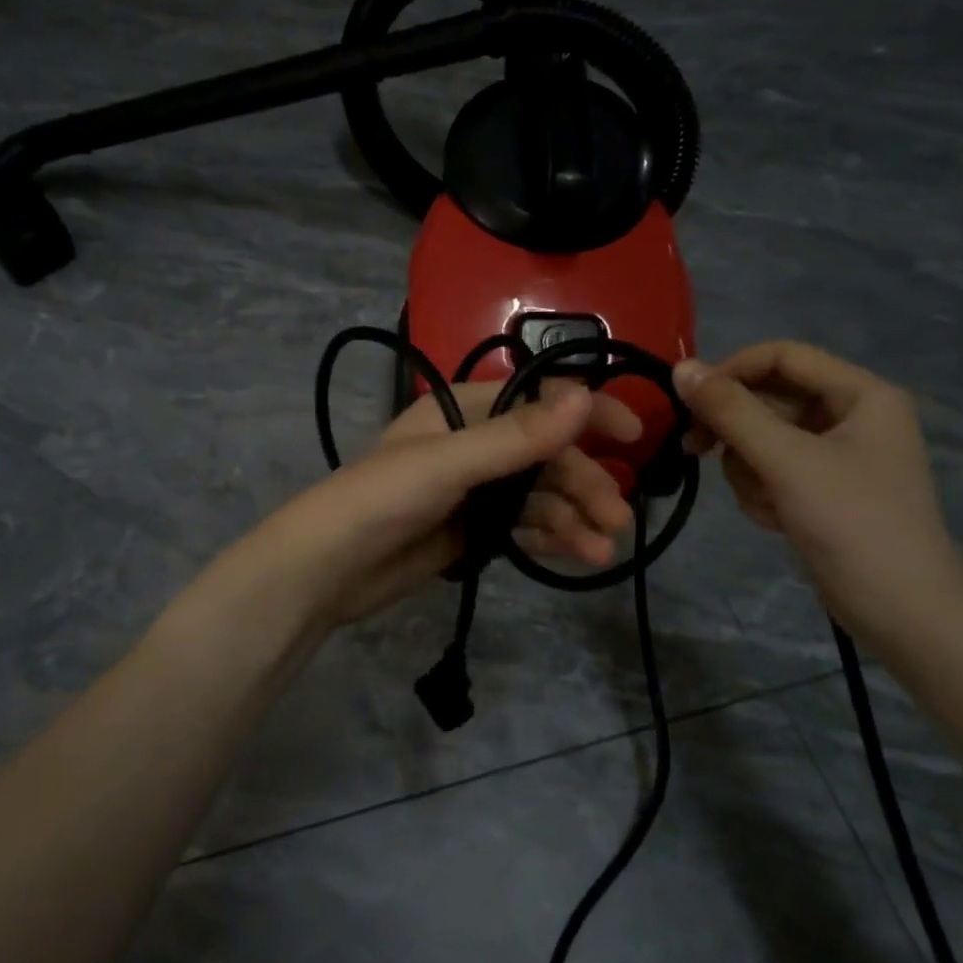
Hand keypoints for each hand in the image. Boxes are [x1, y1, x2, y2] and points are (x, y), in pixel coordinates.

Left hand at [242, 380, 641, 633]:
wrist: (328, 569)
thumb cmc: (382, 498)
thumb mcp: (450, 463)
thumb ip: (517, 436)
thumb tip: (584, 393)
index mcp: (464, 410)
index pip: (538, 400)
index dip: (586, 411)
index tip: (633, 435)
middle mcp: (472, 444)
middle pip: (544, 455)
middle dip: (583, 482)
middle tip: (618, 518)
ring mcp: (472, 490)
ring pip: (538, 494)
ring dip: (573, 517)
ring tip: (602, 550)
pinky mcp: (471, 530)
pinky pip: (522, 525)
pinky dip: (550, 537)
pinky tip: (577, 556)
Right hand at [674, 342, 962, 643]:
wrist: (901, 612)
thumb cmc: (851, 523)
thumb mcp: (785, 460)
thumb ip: (730, 411)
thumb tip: (681, 367)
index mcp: (861, 394)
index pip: (782, 356)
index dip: (732, 371)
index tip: (689, 401)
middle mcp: (851, 415)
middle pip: (768, 398)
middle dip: (737, 431)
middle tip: (697, 451)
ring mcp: (836, 455)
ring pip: (762, 437)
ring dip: (748, 468)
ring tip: (765, 502)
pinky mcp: (822, 488)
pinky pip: (771, 469)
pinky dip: (762, 490)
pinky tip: (775, 519)